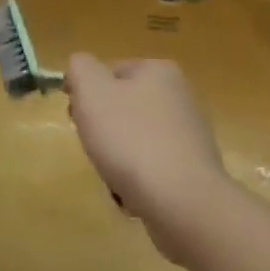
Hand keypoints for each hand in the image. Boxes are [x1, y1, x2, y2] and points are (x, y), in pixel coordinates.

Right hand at [64, 55, 229, 262]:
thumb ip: (80, 68)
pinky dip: (137, 181)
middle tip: (95, 148)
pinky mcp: (193, 170)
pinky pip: (151, 169)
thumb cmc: (132, 140)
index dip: (85, 94)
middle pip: (121, 107)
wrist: (183, 202)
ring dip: (116, 158)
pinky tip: (133, 195)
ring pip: (133, 140)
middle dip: (102, 129)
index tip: (76, 118)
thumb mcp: (92, 92)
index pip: (108, 72)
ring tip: (114, 177)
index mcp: (158, 71)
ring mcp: (189, 135)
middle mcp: (179, 96)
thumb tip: (80, 67)